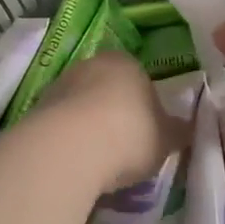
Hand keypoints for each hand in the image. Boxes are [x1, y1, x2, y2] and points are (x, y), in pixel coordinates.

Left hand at [26, 50, 190, 193]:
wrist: (71, 147)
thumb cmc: (130, 135)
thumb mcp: (166, 139)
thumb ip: (177, 131)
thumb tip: (187, 128)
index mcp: (127, 62)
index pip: (140, 78)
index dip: (146, 105)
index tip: (148, 132)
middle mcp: (92, 64)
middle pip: (108, 89)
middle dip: (115, 113)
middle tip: (125, 148)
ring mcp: (61, 84)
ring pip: (82, 105)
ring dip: (89, 126)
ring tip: (100, 161)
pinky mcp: (38, 108)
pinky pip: (62, 123)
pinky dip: (70, 138)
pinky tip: (77, 161)